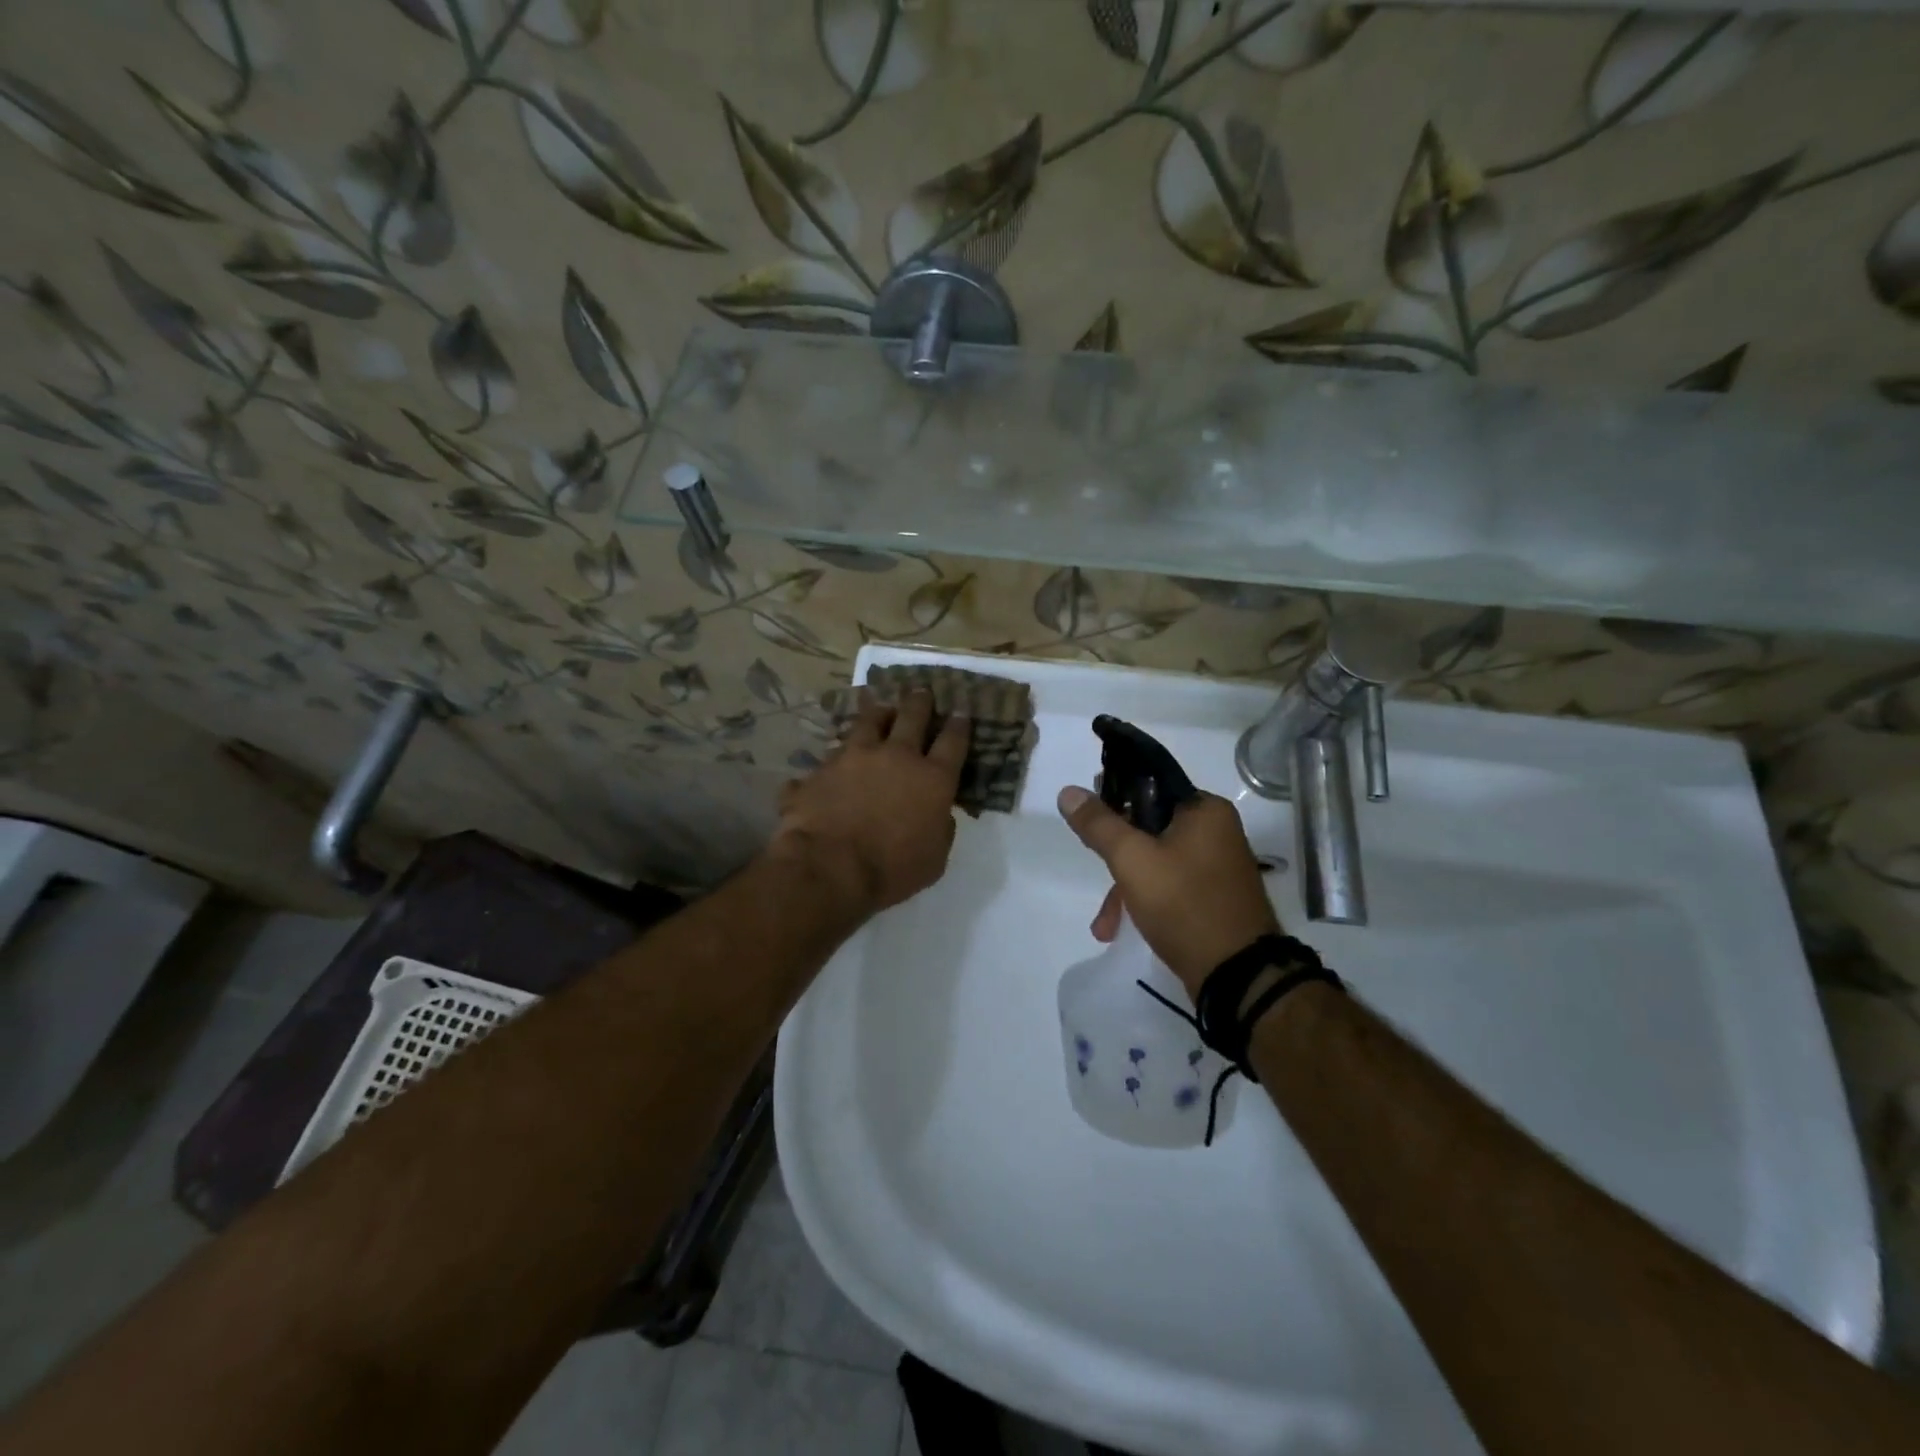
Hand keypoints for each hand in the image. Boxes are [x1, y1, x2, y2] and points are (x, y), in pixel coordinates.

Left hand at [770, 689, 969, 914]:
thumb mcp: (935, 858)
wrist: (829, 868)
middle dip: (919, 702)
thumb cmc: (892, 870)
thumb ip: (940, 828)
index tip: (961, 712)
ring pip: (867, 722)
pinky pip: (827, 758)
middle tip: (921, 691)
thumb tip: (939, 814)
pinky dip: (832, 760)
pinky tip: (827, 764)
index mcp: (932, 779)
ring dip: (876, 713)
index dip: (959, 725)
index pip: (953, 742)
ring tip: (878, 706)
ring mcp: (854, 757)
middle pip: (911, 717)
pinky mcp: (821, 768)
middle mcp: (896, 756)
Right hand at [1057, 786, 1279, 996]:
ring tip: (1105, 923)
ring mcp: (1217, 866)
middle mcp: (1216, 831)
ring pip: (1156, 859)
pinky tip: (1121, 929)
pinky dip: (1145, 900)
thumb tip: (1068, 792)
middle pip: (1150, 825)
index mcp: (1205, 810)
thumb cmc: (1184, 904)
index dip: (1115, 794)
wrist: (1238, 975)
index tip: (1088, 814)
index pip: (1151, 784)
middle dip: (1115, 853)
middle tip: (1092, 862)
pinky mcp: (1213, 896)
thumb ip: (1099, 824)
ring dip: (1125, 886)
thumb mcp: (1132, 859)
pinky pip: (1170, 884)